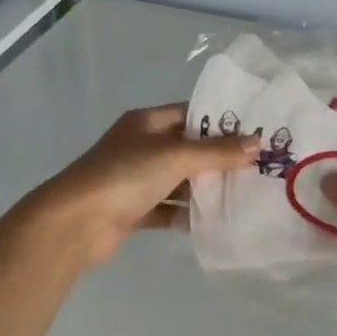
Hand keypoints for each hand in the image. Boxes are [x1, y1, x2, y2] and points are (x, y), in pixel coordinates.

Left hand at [37, 104, 258, 266]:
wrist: (76, 223)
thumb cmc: (125, 175)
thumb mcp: (175, 156)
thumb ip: (216, 151)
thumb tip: (256, 143)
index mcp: (146, 123)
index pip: (189, 113)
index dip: (220, 121)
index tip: (255, 130)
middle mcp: (140, 147)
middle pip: (187, 148)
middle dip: (219, 158)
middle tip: (260, 166)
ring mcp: (136, 180)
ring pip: (179, 181)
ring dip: (205, 188)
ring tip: (246, 194)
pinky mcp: (135, 211)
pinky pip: (169, 210)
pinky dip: (188, 215)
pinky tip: (216, 221)